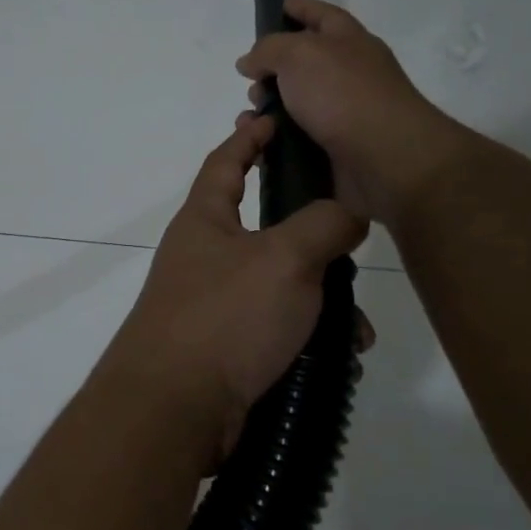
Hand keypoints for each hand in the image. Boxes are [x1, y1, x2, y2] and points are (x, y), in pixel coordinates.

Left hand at [101, 115, 367, 458]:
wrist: (174, 411)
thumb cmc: (225, 317)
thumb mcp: (285, 259)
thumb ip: (325, 224)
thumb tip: (348, 213)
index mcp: (204, 221)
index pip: (225, 162)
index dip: (249, 136)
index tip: (273, 118)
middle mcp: (204, 258)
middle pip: (266, 230)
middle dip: (313, 239)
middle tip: (352, 244)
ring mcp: (213, 306)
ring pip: (282, 287)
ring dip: (322, 303)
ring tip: (356, 328)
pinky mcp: (226, 350)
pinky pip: (278, 331)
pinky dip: (309, 340)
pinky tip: (339, 360)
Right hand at [237, 0, 462, 224]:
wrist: (385, 159)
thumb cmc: (343, 94)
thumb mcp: (299, 54)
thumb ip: (268, 50)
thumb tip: (249, 62)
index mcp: (348, 41)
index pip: (322, 15)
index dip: (301, 7)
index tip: (280, 3)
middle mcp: (349, 74)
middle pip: (304, 64)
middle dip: (272, 70)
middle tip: (250, 82)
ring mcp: (344, 114)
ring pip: (296, 106)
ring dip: (268, 110)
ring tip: (248, 120)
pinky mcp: (336, 151)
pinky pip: (296, 141)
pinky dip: (274, 142)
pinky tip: (258, 145)